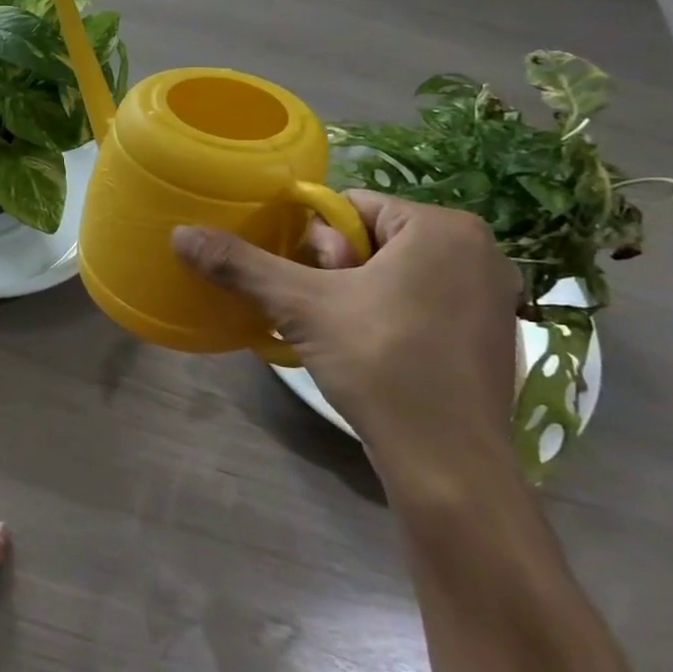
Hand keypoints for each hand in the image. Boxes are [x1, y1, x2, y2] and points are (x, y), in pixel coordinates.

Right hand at [173, 191, 522, 501]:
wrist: (447, 464)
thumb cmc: (381, 363)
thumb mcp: (300, 306)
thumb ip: (240, 265)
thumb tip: (180, 234)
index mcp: (444, 227)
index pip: (350, 207)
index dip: (315, 243)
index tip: (309, 285)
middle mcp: (479, 250)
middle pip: (373, 238)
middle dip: (336, 270)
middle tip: (326, 314)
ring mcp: (492, 296)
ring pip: (394, 273)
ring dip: (355, 295)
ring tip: (341, 336)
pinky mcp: (491, 336)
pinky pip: (421, 303)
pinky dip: (388, 316)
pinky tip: (371, 352)